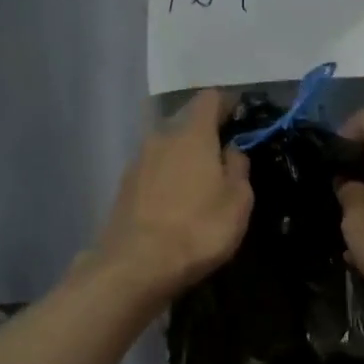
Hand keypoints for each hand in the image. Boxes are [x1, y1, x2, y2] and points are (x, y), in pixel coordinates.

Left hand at [93, 89, 252, 301]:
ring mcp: (137, 161)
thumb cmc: (198, 229)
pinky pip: (152, 170)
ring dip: (183, 158)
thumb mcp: (237, 201)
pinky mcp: (123, 186)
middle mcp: (160, 137)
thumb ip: (238, 168)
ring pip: (166, 147)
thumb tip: (230, 150)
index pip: (209, 99)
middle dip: (204, 134)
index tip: (240, 115)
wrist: (136, 265)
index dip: (227, 103)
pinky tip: (175, 202)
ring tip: (199, 183)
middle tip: (222, 156)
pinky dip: (166, 178)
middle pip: (185, 122)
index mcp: (192, 133)